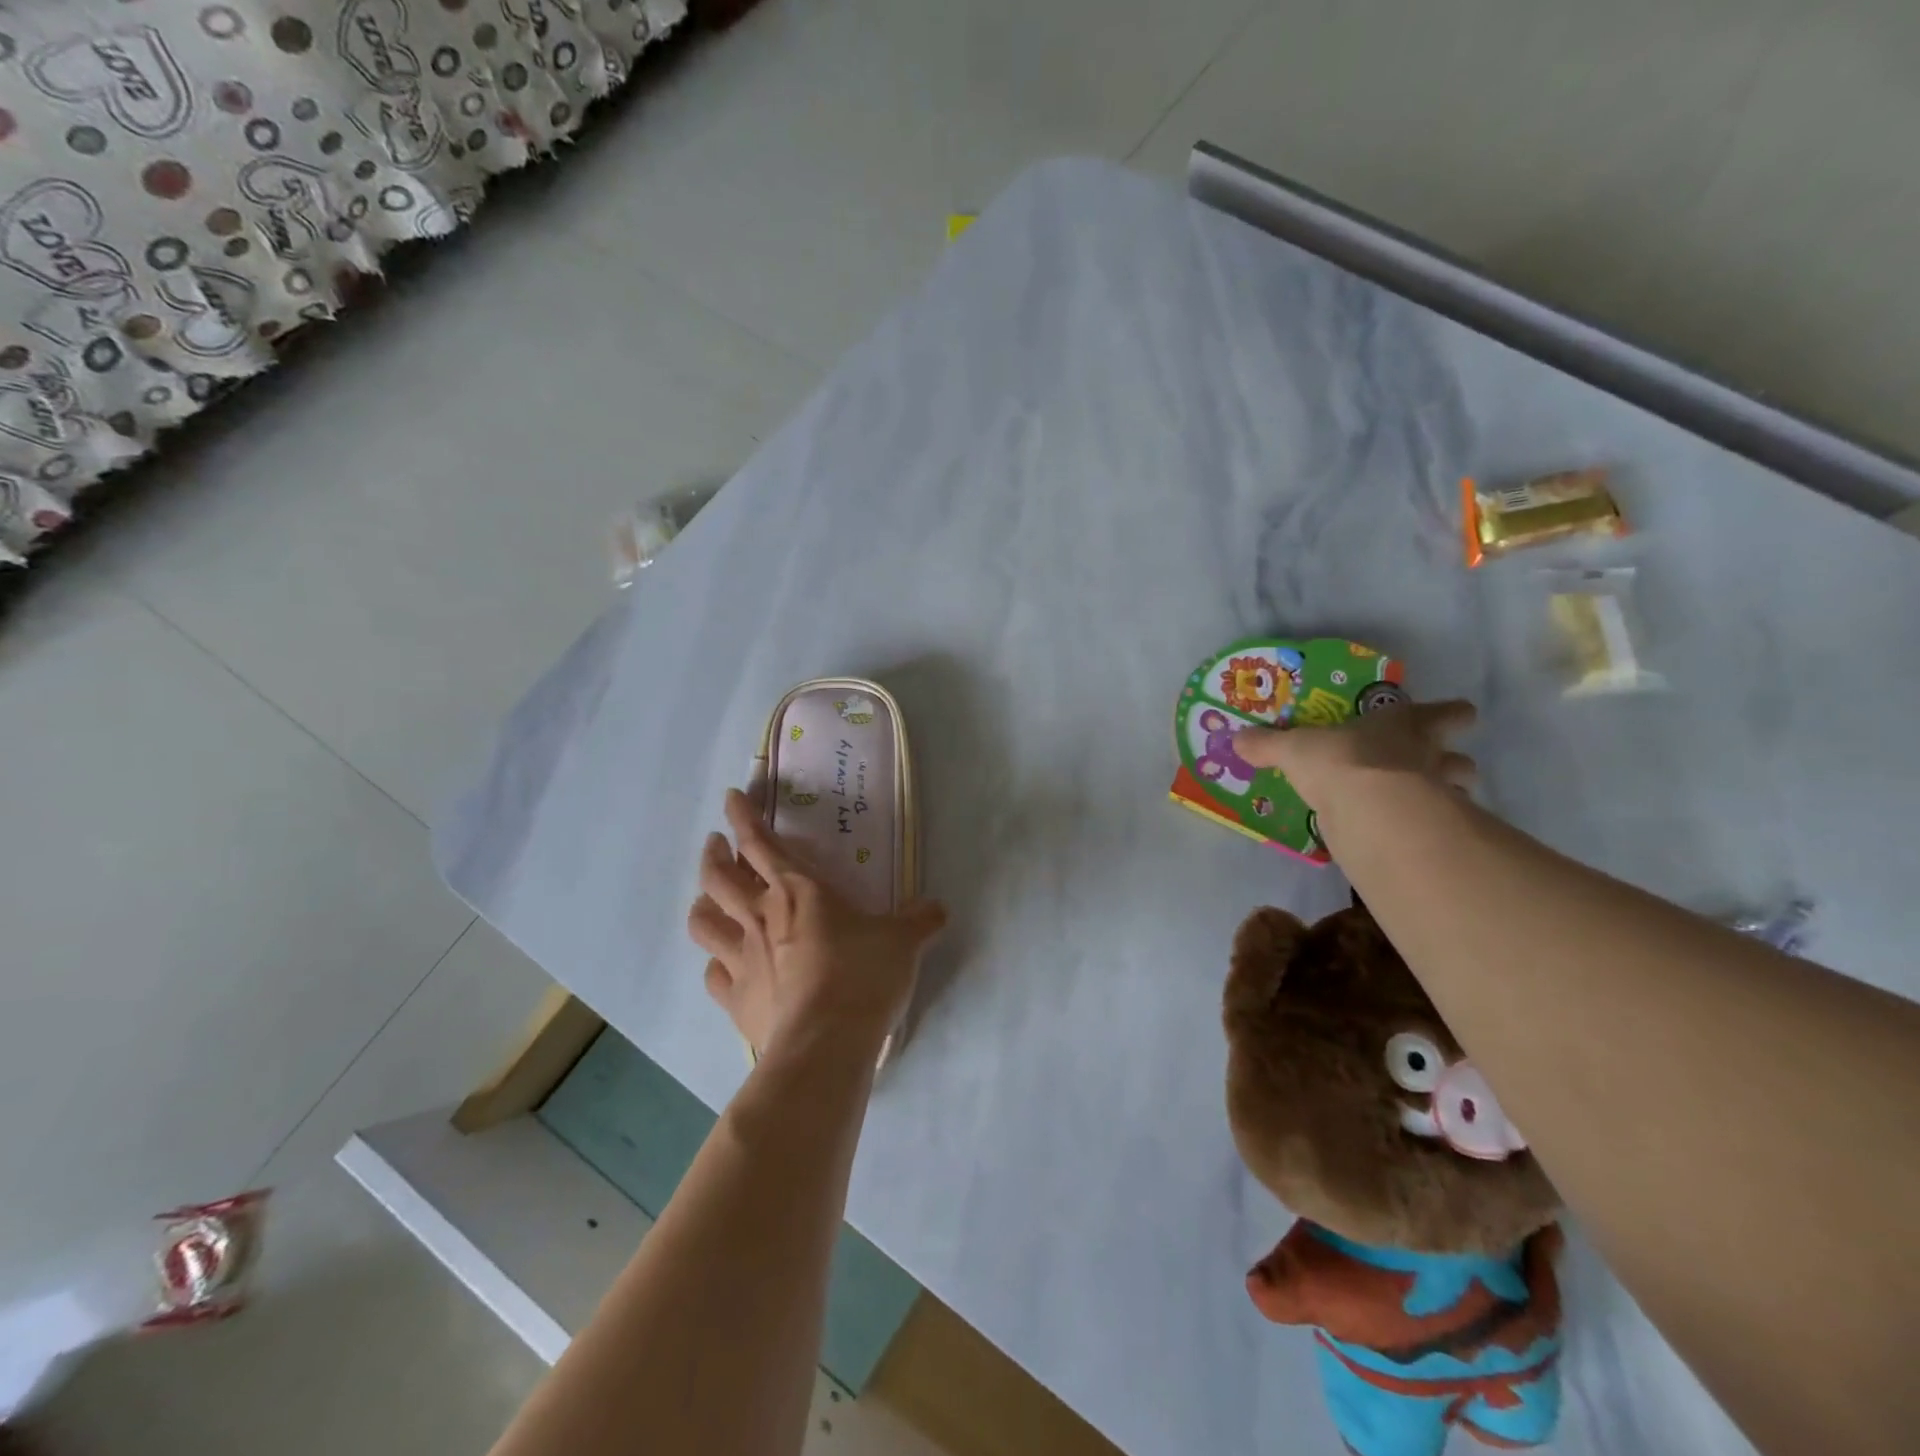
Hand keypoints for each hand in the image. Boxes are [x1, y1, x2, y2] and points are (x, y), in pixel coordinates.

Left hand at [686, 790, 946, 1057]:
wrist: (826, 1043)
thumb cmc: (862, 976)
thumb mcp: (903, 941)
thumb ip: (918, 920)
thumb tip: (936, 908)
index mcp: (798, 892)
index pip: (761, 843)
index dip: (743, 817)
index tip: (732, 798)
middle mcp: (761, 917)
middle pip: (719, 877)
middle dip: (714, 854)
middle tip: (716, 844)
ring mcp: (742, 960)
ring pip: (704, 922)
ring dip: (702, 903)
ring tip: (708, 898)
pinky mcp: (736, 1000)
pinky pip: (713, 975)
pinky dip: (715, 963)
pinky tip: (721, 964)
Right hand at [1233, 699, 1478, 816]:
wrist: (1371, 810)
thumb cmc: (1340, 762)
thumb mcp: (1293, 749)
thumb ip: (1268, 745)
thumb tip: (1236, 739)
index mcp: (1402, 725)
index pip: (1443, 713)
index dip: (1449, 714)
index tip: (1456, 716)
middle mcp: (1428, 755)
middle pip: (1460, 757)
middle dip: (1453, 761)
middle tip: (1436, 766)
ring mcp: (1437, 795)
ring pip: (1459, 792)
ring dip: (1448, 796)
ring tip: (1423, 805)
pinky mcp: (1431, 832)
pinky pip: (1438, 828)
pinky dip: (1430, 830)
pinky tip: (1408, 834)